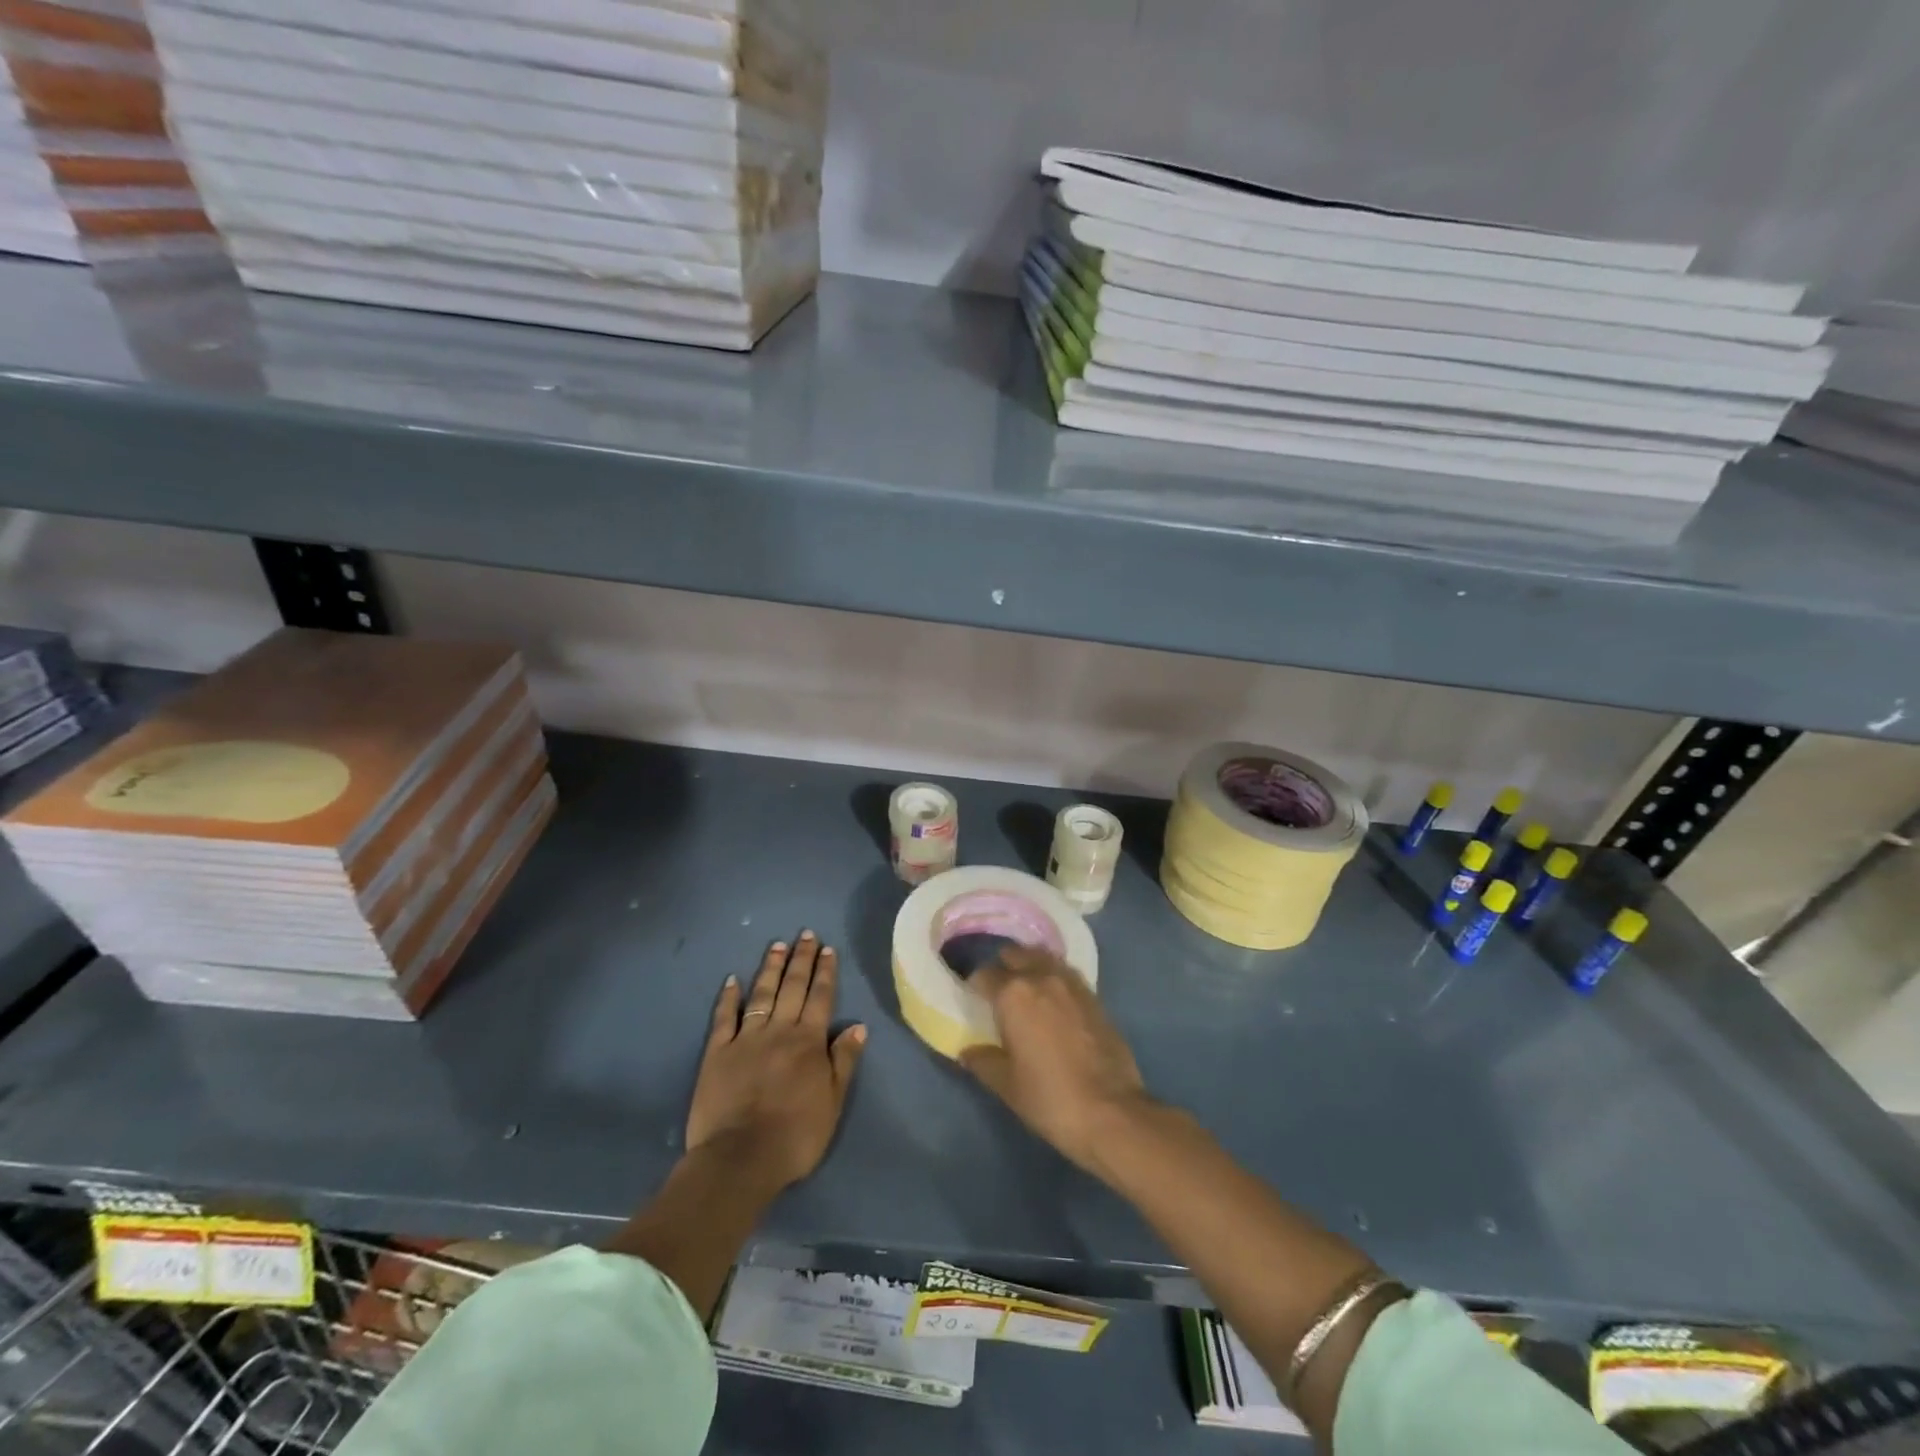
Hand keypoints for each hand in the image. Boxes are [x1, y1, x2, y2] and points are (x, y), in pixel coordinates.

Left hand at [686, 932, 866, 1191]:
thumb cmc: (795, 1135)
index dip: (825, 972)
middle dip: (801, 959)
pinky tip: (731, 980)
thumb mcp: (833, 1102)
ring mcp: (745, 1039)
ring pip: (761, 994)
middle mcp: (779, 1030)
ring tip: (776, 945)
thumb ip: (844, 1061)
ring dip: (770, 968)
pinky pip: (724, 1018)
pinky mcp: (717, 1053)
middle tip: (805, 934)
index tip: (828, 948)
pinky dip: (728, 997)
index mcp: (808, 1041)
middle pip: (792, 987)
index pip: (821, 997)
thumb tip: (858, 1026)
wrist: (740, 1158)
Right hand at [961, 946, 1151, 1173]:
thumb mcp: (1006, 1085)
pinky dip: (1055, 978)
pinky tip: (1054, 999)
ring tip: (1025, 986)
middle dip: (1003, 967)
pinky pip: (1067, 974)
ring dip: (1031, 965)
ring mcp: (1072, 984)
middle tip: (998, 989)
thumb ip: (983, 1061)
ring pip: (1044, 958)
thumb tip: (968, 1051)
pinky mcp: (1095, 997)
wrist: (1111, 1111)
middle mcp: (1042, 977)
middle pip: (1016, 955)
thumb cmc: (1049, 1097)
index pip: (984, 975)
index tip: (972, 998)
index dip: (975, 985)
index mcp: (1013, 994)